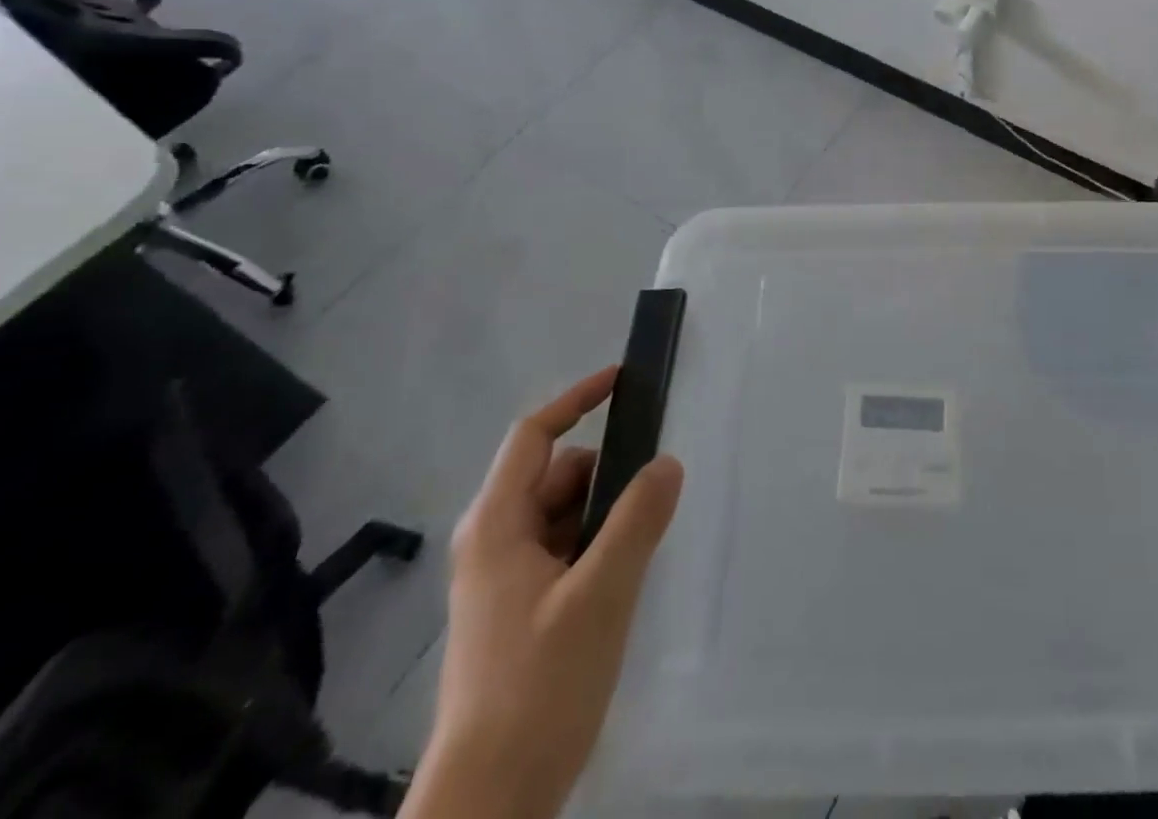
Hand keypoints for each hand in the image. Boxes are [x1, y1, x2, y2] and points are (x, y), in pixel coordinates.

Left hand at [403, 368, 683, 818]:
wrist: (490, 803)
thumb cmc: (538, 686)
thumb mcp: (600, 595)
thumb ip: (637, 520)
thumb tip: (667, 462)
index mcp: (498, 525)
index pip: (534, 435)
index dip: (577, 399)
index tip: (624, 380)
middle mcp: (495, 541)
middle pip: (558, 474)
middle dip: (607, 474)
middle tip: (655, 494)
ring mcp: (504, 578)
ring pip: (565, 514)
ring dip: (606, 515)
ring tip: (643, 546)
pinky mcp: (519, 609)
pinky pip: (566, 550)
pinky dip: (598, 546)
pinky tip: (625, 577)